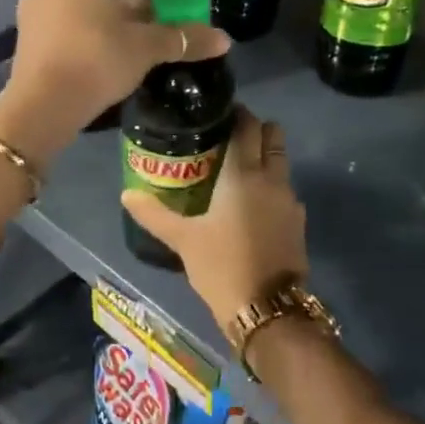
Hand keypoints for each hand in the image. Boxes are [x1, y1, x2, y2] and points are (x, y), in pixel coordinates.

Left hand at [0, 0, 229, 167]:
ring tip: (144, 38)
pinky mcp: (28, 26)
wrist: (42, 104)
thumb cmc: (97, 60)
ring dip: (118, 13)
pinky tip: (113, 49)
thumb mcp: (145, 47)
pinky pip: (69, 14)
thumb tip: (224, 40)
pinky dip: (93, 24)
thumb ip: (184, 38)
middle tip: (165, 20)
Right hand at [121, 109, 307, 326]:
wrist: (268, 309)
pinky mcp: (297, 223)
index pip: (248, 126)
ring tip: (236, 170)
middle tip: (228, 138)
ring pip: (281, 163)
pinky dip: (271, 185)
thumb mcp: (183, 239)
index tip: (218, 114)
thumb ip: (154, 213)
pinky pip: (284, 190)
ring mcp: (290, 201)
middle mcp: (272, 179)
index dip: (237, 115)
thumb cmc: (222, 265)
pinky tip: (250, 204)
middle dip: (255, 130)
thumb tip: (127, 193)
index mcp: (244, 174)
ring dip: (265, 157)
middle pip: (273, 136)